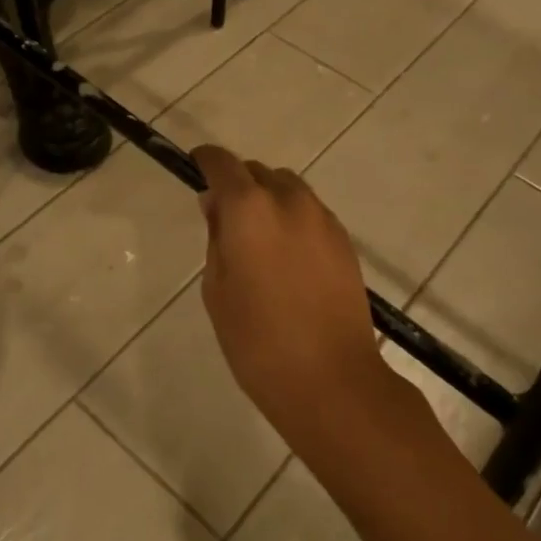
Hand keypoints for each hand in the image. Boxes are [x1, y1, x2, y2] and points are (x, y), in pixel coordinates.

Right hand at [193, 145, 392, 456]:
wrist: (331, 379)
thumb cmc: (257, 340)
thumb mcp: (217, 289)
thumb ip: (216, 237)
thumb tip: (216, 204)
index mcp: (249, 209)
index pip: (222, 164)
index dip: (206, 161)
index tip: (196, 167)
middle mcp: (289, 201)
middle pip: (258, 172)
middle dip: (238, 184)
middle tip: (224, 219)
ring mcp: (323, 219)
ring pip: (288, 189)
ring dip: (268, 200)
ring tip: (258, 240)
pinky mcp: (344, 241)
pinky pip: (310, 213)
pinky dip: (292, 219)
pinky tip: (287, 258)